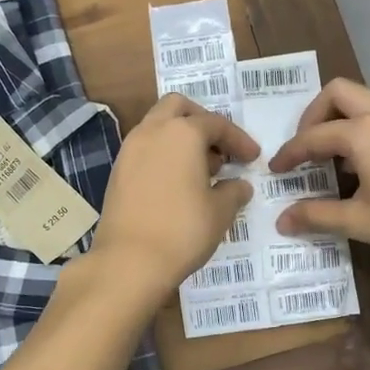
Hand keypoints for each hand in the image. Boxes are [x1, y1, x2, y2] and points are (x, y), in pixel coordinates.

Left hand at [90, 94, 258, 296]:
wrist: (129, 261)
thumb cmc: (183, 230)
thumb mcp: (220, 211)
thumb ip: (233, 191)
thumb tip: (238, 185)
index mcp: (182, 133)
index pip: (217, 124)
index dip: (239, 140)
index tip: (252, 158)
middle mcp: (152, 131)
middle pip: (178, 108)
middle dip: (201, 122)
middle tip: (219, 149)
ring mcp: (129, 150)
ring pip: (157, 126)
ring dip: (180, 138)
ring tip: (200, 170)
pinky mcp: (117, 171)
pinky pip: (145, 149)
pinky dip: (163, 154)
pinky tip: (177, 183)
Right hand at [268, 79, 369, 276]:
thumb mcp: (361, 222)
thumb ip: (317, 215)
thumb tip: (282, 221)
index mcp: (364, 132)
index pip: (314, 136)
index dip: (290, 153)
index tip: (276, 170)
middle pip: (338, 93)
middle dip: (313, 116)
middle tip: (305, 148)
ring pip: (365, 99)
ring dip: (342, 119)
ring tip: (334, 157)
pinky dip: (365, 126)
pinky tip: (367, 164)